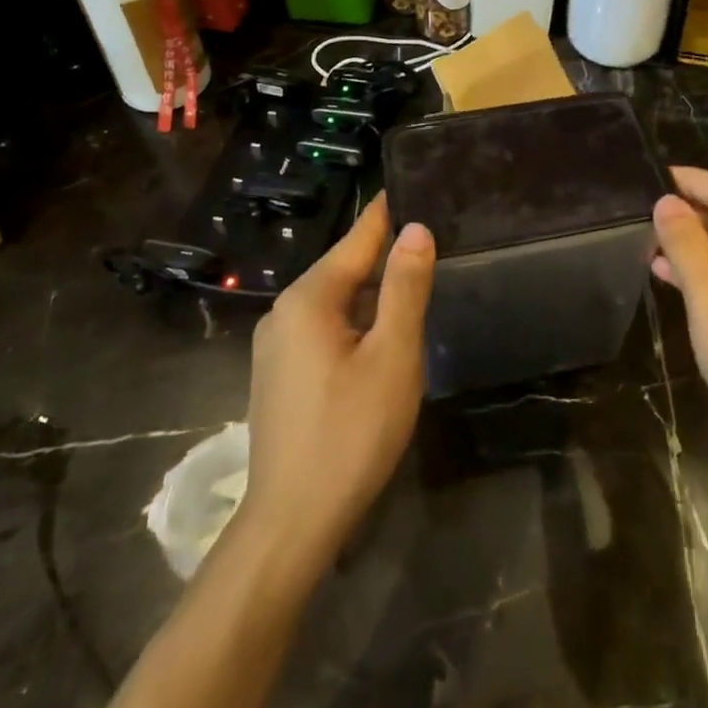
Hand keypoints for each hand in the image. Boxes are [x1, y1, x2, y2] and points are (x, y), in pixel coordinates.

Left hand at [239, 194, 434, 569]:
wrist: (291, 523)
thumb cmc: (351, 432)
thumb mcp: (393, 355)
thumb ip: (405, 287)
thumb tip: (415, 227)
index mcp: (309, 298)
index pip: (358, 237)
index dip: (389, 212)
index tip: (417, 185)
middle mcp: (284, 311)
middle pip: (345, 268)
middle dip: (385, 254)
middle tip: (431, 237)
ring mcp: (275, 345)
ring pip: (335, 301)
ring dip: (373, 292)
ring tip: (415, 279)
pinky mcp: (278, 374)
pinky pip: (323, 328)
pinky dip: (355, 320)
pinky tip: (381, 335)